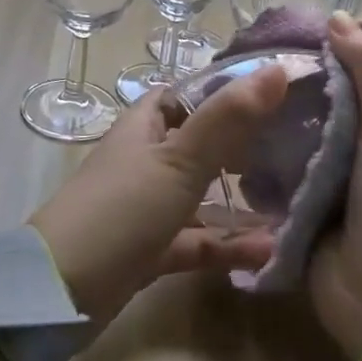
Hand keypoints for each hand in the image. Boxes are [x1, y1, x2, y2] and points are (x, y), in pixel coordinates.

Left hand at [30, 65, 288, 327]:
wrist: (62, 291)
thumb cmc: (121, 210)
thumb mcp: (178, 160)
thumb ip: (227, 119)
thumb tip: (278, 69)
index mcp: (145, 126)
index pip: (190, 94)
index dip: (230, 91)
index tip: (282, 93)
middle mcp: (147, 160)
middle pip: (202, 144)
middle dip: (246, 147)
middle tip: (299, 149)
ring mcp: (148, 206)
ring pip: (203, 195)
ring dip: (242, 201)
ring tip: (296, 202)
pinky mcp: (152, 249)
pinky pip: (198, 240)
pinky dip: (229, 245)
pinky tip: (270, 252)